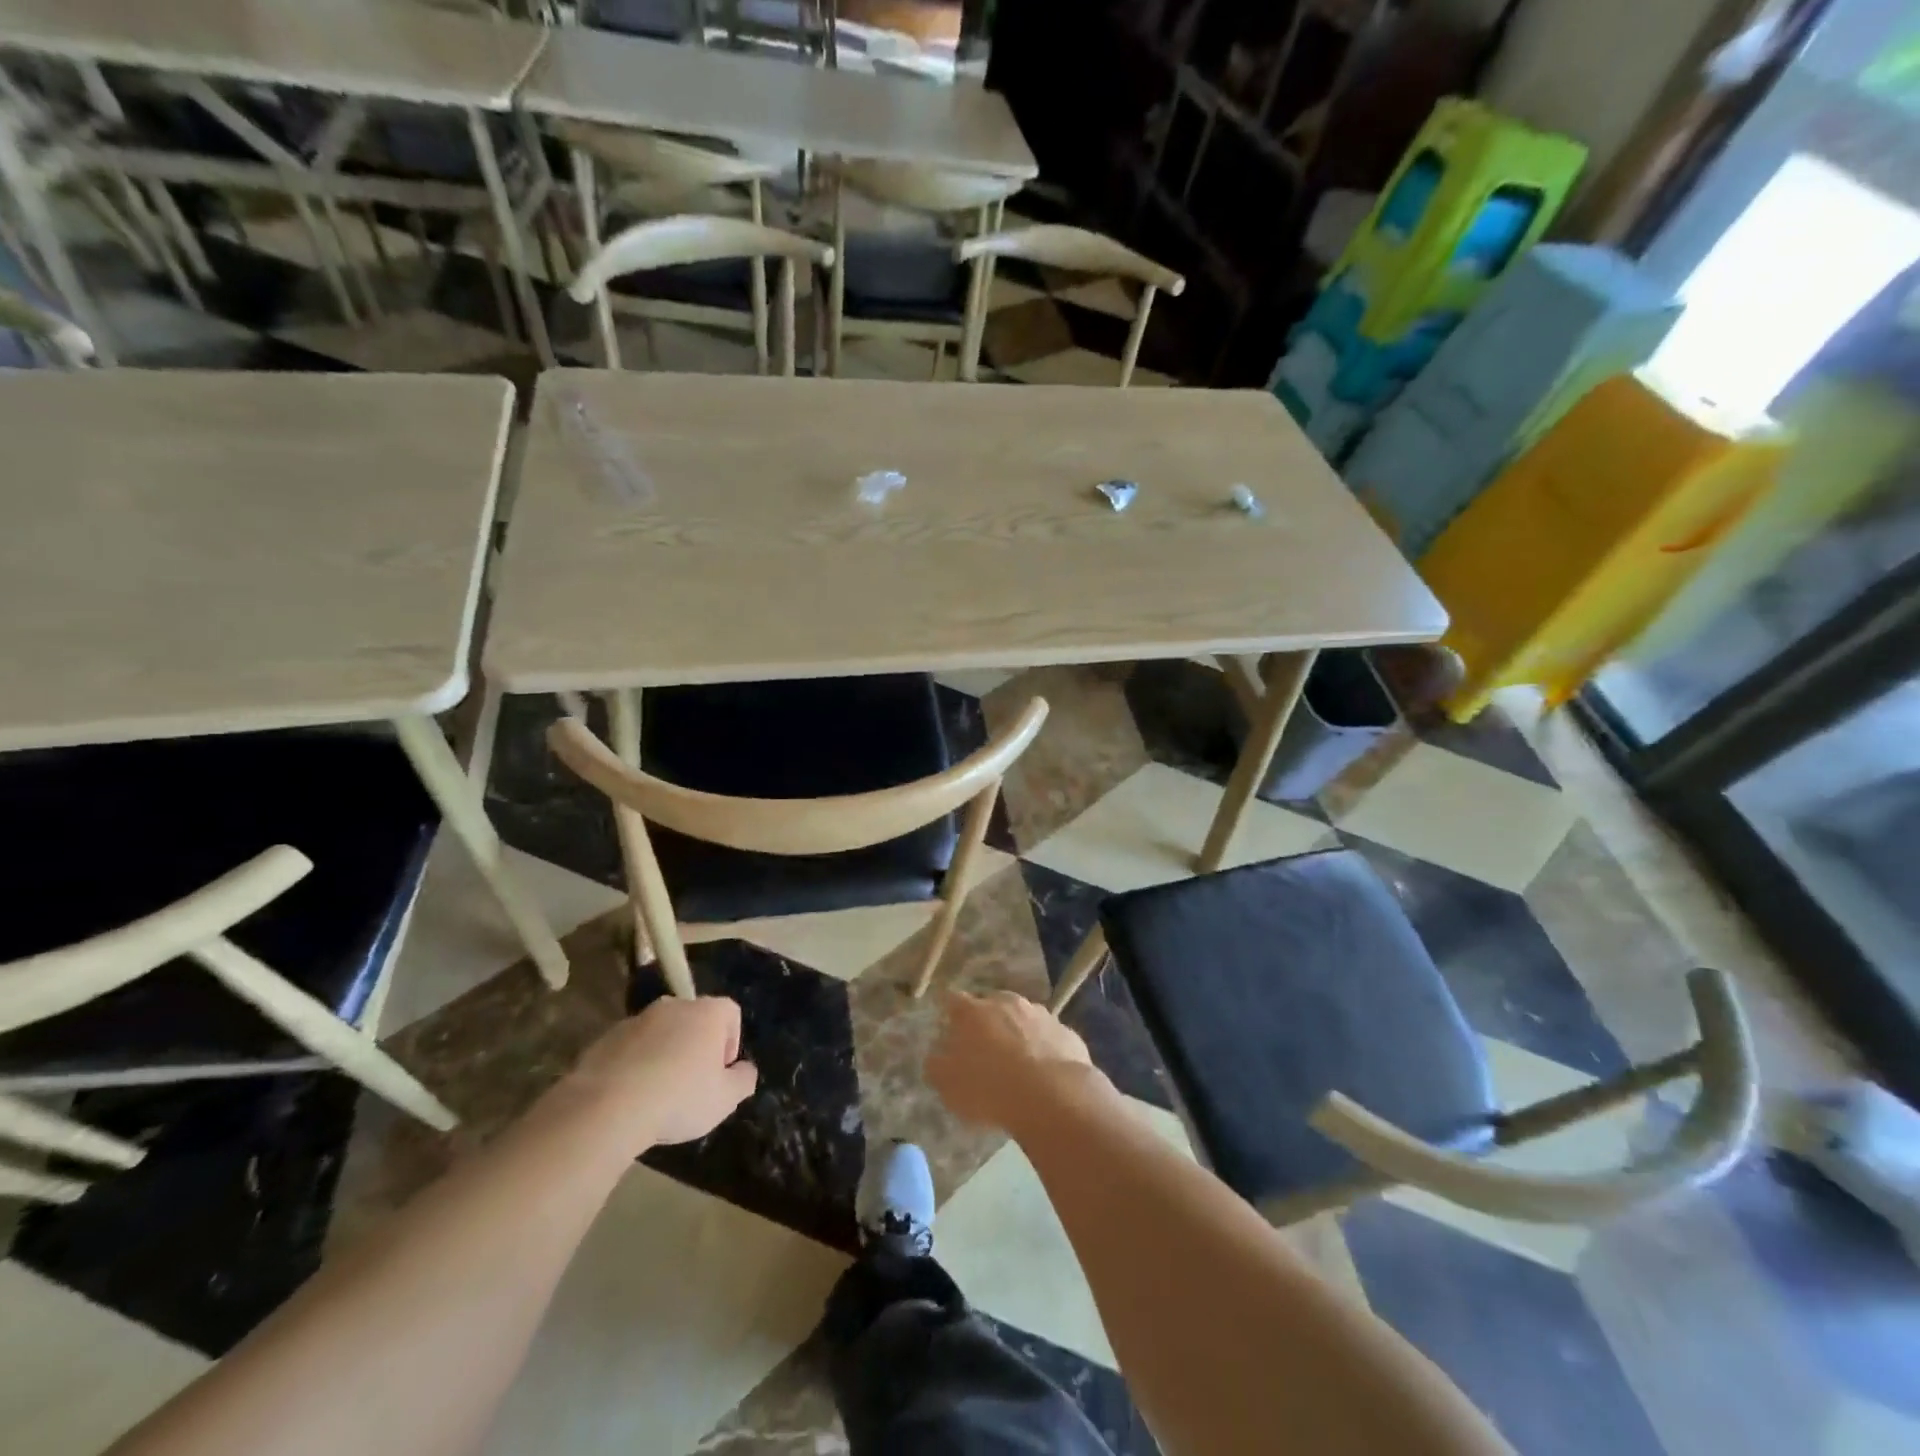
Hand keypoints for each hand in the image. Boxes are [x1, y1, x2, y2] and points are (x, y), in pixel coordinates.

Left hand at [564, 996, 758, 1149]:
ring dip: (663, 1055)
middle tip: (691, 1084)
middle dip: (695, 1047)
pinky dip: (634, 1065)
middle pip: (694, 1020)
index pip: (731, 1013)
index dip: (731, 1042)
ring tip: (656, 1094)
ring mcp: (636, 1020)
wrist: (606, 1108)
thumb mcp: (725, 1099)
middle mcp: (674, 1006)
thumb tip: (744, 1070)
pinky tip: (629, 1096)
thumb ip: (743, 1080)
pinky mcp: (605, 1038)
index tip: (720, 1073)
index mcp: (707, 1013)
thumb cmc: (678, 1098)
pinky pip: (630, 1048)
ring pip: (660, 1033)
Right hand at [926, 990, 1097, 1133]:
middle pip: (990, 1005)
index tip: (948, 1026)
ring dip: (1017, 1034)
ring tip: (1017, 1064)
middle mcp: (1006, 1002)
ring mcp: (1040, 1014)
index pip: (952, 1000)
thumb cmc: (989, 1088)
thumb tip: (937, 1054)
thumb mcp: (947, 1085)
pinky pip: (1048, 1037)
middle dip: (986, 1023)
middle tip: (983, 1050)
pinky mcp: (1066, 1032)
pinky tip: (1044, 1074)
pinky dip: (1043, 1049)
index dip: (949, 1012)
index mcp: (972, 1011)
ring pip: (1022, 1018)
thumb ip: (936, 1065)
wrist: (1053, 1096)